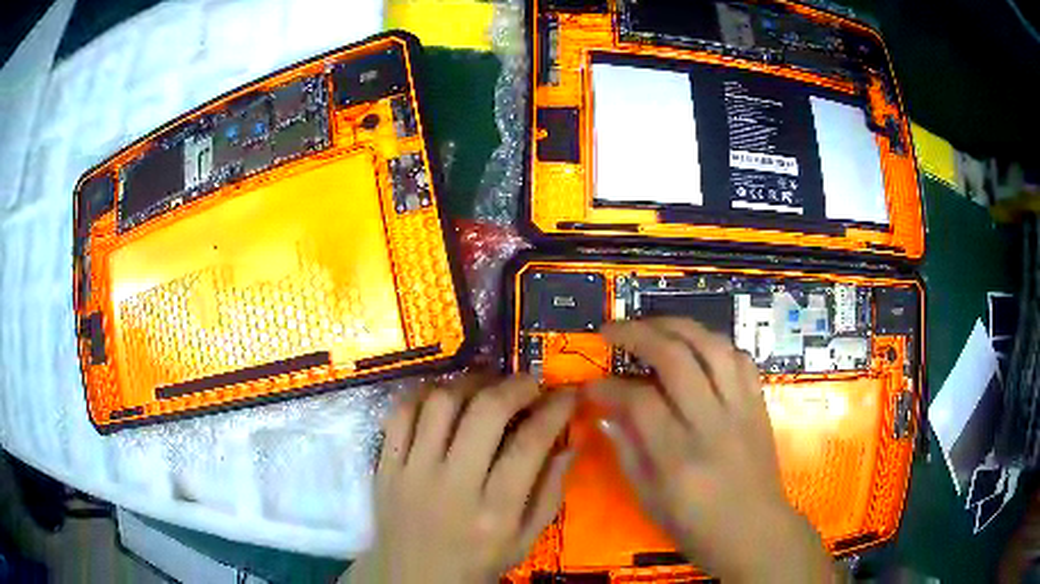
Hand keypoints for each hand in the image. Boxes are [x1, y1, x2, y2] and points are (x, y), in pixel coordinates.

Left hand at [346, 374, 575, 583]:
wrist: (413, 577)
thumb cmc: (476, 561)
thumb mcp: (524, 540)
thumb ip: (549, 492)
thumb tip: (568, 442)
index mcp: (494, 512)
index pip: (529, 444)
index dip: (554, 410)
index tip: (566, 394)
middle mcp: (452, 486)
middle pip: (484, 413)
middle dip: (515, 387)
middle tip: (529, 383)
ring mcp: (412, 472)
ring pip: (440, 403)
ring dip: (470, 383)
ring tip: (488, 386)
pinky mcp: (386, 465)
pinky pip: (401, 413)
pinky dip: (425, 394)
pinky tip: (445, 396)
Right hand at [591, 318, 832, 582]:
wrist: (755, 532)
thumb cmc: (696, 527)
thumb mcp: (649, 500)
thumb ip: (627, 452)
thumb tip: (607, 413)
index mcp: (678, 457)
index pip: (638, 401)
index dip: (607, 387)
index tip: (589, 386)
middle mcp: (712, 423)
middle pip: (675, 357)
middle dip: (636, 334)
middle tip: (611, 330)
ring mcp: (741, 409)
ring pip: (711, 345)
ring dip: (676, 326)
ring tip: (650, 326)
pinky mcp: (758, 403)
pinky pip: (739, 357)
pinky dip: (713, 344)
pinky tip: (696, 348)